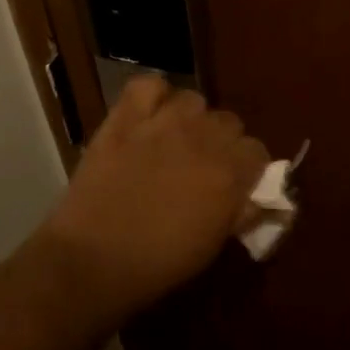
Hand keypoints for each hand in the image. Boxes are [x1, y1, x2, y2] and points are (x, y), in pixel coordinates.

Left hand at [39, 75, 269, 321]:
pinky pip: (147, 85)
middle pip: (229, 121)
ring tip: (173, 140)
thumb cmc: (157, 264)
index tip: (234, 183)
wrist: (92, 260)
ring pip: (193, 100)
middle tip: (202, 165)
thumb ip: (240, 213)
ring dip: (189, 119)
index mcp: (229, 173)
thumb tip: (257, 199)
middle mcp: (202, 138)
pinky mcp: (125, 117)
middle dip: (221, 141)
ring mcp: (162, 123)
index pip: (257, 150)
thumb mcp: (212, 246)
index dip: (247, 167)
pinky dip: (151, 96)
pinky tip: (147, 115)